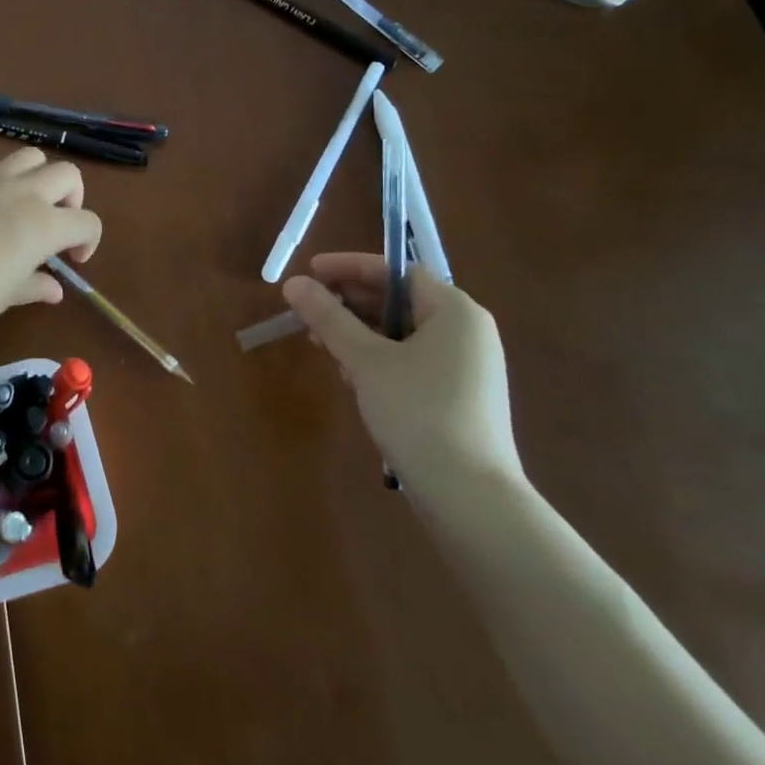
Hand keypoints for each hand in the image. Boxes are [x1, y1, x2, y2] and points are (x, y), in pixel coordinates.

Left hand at [0, 150, 102, 350]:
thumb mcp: (7, 295)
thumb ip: (35, 286)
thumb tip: (54, 288)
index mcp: (45, 225)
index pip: (87, 222)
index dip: (89, 240)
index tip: (73, 259)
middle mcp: (25, 192)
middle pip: (68, 174)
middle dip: (71, 197)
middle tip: (56, 221)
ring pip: (30, 155)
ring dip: (37, 175)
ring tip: (24, 199)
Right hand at [281, 253, 521, 495]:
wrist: (470, 497)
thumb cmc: (418, 412)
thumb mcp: (365, 360)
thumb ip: (328, 317)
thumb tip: (293, 283)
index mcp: (455, 311)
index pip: (397, 270)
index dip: (350, 267)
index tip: (311, 272)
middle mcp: (467, 332)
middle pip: (399, 300)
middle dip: (350, 304)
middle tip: (309, 313)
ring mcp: (466, 367)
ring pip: (401, 333)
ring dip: (359, 333)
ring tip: (323, 348)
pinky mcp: (458, 397)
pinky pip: (411, 360)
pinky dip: (378, 359)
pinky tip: (351, 377)